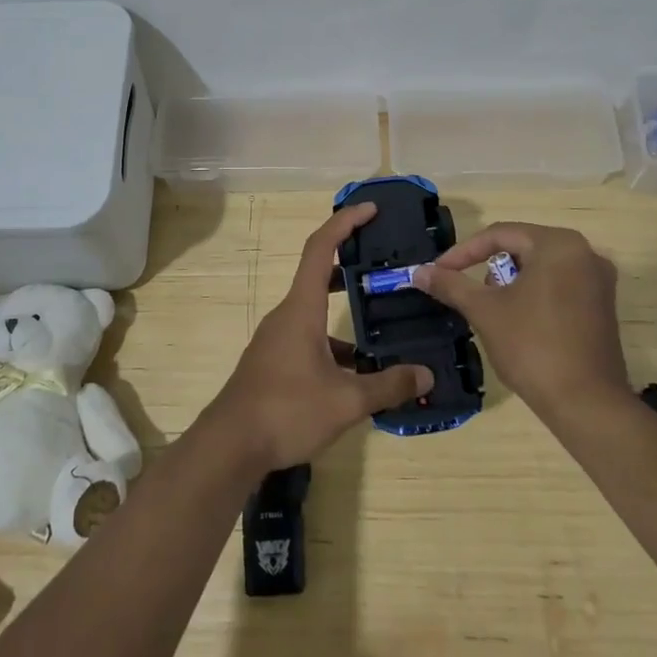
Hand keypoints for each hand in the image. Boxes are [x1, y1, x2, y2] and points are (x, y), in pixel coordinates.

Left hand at [201, 203, 431, 474]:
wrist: (230, 446)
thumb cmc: (286, 411)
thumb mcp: (346, 401)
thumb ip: (388, 386)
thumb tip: (426, 375)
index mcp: (301, 310)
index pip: (320, 248)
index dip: (345, 223)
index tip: (370, 209)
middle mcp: (287, 316)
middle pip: (318, 275)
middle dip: (350, 263)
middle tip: (384, 263)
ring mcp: (277, 340)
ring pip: (315, 311)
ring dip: (344, 309)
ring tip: (382, 320)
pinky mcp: (273, 362)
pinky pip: (309, 338)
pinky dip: (334, 342)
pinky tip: (358, 371)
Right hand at [414, 222, 626, 413]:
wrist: (586, 403)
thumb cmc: (532, 346)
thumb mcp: (484, 311)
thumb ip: (451, 285)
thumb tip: (419, 271)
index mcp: (559, 245)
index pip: (500, 234)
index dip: (463, 252)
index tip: (439, 272)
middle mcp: (585, 253)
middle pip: (523, 249)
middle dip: (489, 269)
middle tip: (469, 294)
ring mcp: (599, 281)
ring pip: (541, 269)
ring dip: (511, 284)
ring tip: (493, 312)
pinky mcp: (603, 307)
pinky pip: (560, 287)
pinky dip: (534, 296)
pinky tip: (520, 324)